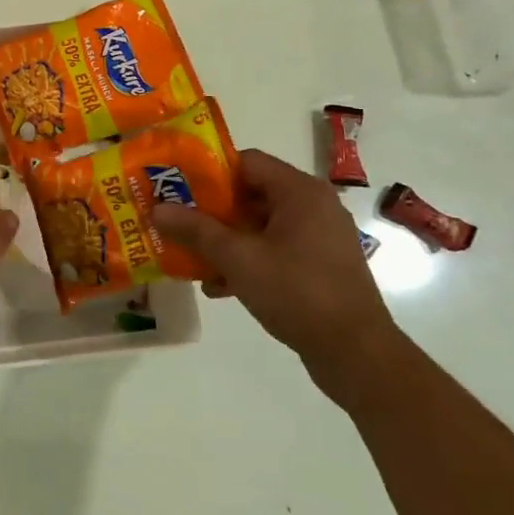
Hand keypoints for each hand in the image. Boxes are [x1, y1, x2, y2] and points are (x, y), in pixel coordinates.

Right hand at [151, 148, 396, 388]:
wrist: (356, 352)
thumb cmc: (297, 292)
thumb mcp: (238, 259)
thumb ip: (196, 230)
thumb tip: (157, 209)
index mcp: (300, 191)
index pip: (246, 162)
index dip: (208, 171)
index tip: (177, 187)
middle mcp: (313, 206)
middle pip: (250, 193)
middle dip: (210, 210)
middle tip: (176, 221)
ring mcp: (319, 237)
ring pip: (259, 225)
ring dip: (224, 239)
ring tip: (190, 256)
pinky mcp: (319, 265)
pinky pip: (274, 249)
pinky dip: (247, 260)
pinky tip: (218, 286)